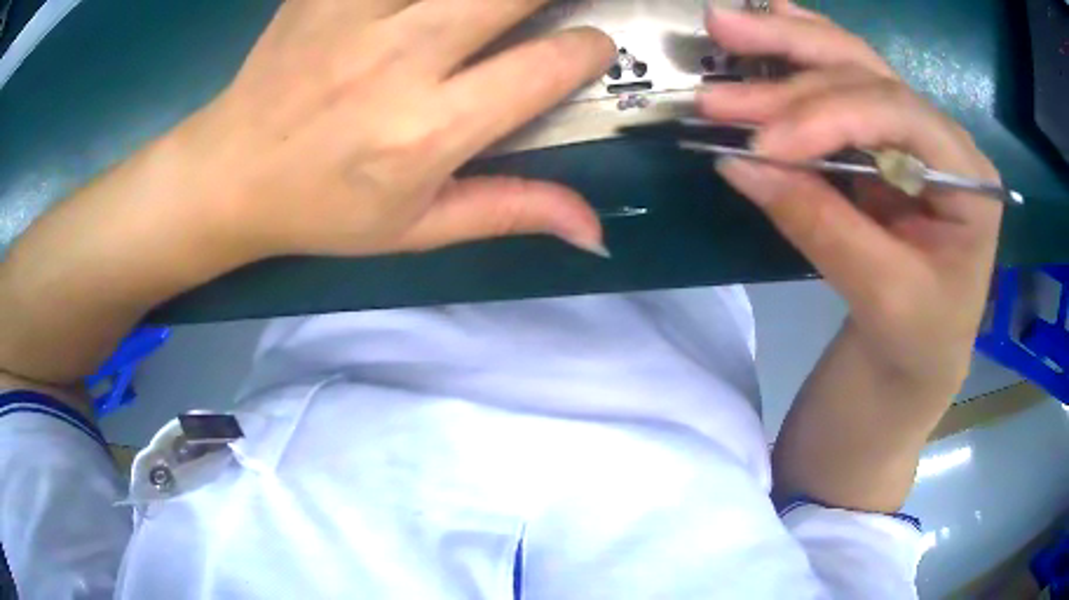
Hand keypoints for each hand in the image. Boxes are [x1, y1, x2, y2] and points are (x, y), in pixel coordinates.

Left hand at [174, 0, 614, 259]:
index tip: (592, 46)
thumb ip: (511, 211)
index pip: (546, 66)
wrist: (229, 174)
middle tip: (553, 4)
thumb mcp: (417, 229)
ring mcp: (354, 14)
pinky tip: (424, 3)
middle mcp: (398, 59)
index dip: (590, 48)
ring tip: (494, 8)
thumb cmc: (323, 209)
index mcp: (428, 131)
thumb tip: (597, 232)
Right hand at [700, 1, 1001, 396]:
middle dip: (793, 59)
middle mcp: (943, 138)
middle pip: (868, 74)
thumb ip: (820, 224)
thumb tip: (740, 164)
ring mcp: (914, 134)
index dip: (826, 116)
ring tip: (727, 27)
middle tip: (721, 38)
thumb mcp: (880, 295)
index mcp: (968, 176)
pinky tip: (775, 19)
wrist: (920, 354)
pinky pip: (843, 86)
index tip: (761, 144)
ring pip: (851, 66)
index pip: (895, 114)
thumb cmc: (918, 336)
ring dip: (786, 46)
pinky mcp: (884, 142)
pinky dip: (802, 54)